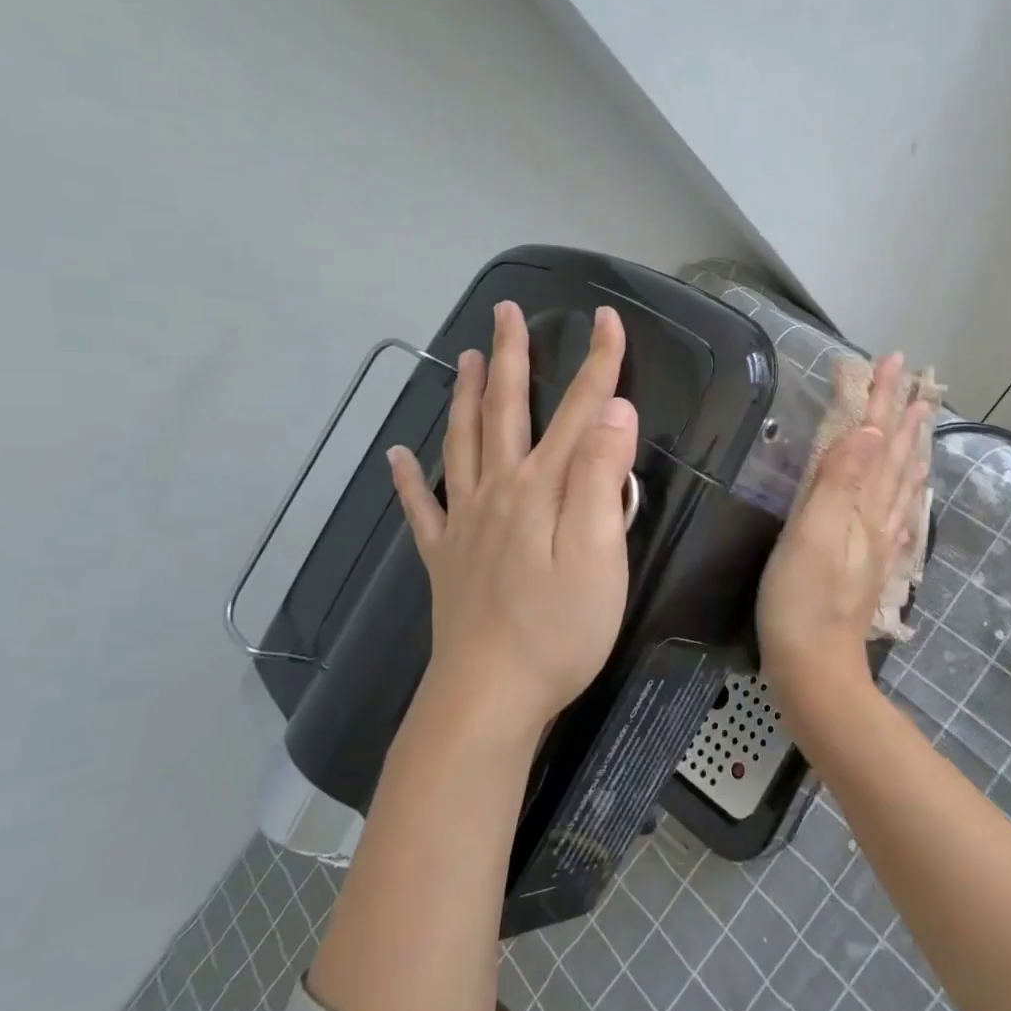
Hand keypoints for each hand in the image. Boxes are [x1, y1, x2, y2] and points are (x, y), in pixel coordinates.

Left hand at [387, 301, 638, 739]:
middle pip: (505, 411)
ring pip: (461, 444)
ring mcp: (464, 524)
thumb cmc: (560, 629)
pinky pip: (420, 508)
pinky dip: (408, 478)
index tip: (608, 318)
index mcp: (542, 488)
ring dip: (463, 397)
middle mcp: (498, 492)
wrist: (490, 696)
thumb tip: (613, 411)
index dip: (598, 362)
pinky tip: (398, 456)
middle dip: (511, 358)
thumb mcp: (601, 554)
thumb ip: (603, 479)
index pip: (578, 410)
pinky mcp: (445, 559)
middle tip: (506, 313)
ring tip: (463, 358)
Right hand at [757, 353, 929, 696]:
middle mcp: (878, 518)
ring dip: (912, 446)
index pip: (876, 440)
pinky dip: (909, 488)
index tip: (894, 360)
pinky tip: (912, 486)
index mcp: (862, 505)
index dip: (883, 400)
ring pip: (902, 482)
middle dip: (904, 414)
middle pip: (896, 457)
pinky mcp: (872, 563)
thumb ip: (840, 481)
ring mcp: (878, 543)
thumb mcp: (813, 535)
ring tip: (923, 418)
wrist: (814, 668)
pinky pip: (900, 512)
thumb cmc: (801, 600)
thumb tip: (870, 430)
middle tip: (917, 379)